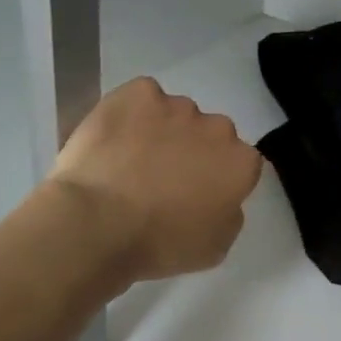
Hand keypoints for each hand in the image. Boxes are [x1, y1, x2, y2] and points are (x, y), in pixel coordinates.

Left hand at [48, 77, 263, 282]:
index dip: (216, 179)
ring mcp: (177, 106)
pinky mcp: (138, 93)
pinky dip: (131, 113)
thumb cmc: (160, 244)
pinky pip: (141, 97)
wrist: (99, 223)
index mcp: (241, 164)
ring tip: (128, 160)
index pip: (239, 164)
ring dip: (161, 131)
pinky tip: (113, 139)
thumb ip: (229, 214)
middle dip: (193, 151)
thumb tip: (221, 198)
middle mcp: (218, 127)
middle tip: (162, 179)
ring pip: (175, 114)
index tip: (194, 196)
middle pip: (211, 134)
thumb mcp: (214, 247)